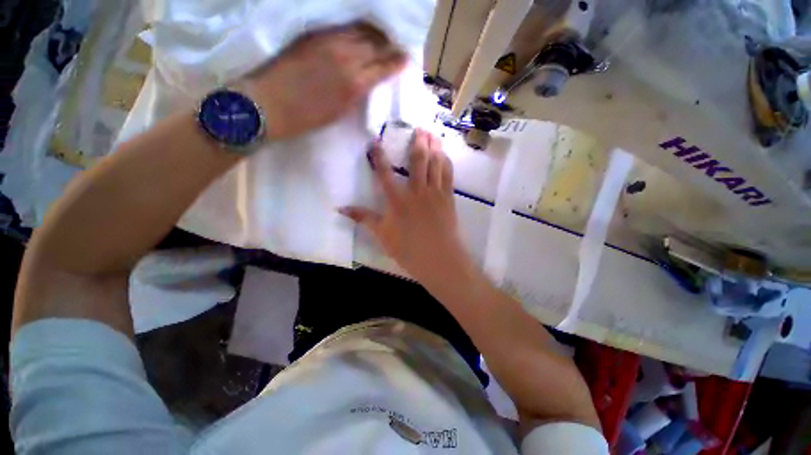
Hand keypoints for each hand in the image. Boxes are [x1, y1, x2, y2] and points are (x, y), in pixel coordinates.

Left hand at [243, 24, 405, 139]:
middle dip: (389, 44)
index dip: (396, 61)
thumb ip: (357, 93)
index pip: (383, 67)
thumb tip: (368, 81)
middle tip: (397, 44)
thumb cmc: (307, 117)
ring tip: (382, 34)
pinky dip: (355, 28)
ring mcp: (329, 42)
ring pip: (360, 31)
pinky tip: (360, 30)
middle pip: (375, 44)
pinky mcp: (314, 34)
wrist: (269, 103)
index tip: (406, 58)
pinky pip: (342, 26)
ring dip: (374, 32)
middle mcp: (346, 58)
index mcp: (354, 84)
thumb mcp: (340, 112)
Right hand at [340, 130, 472, 284]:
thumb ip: (363, 218)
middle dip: (418, 142)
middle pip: (418, 161)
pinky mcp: (448, 198)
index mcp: (398, 201)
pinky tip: (445, 155)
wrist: (439, 260)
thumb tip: (340, 208)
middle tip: (419, 128)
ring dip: (435, 148)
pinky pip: (449, 175)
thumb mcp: (382, 235)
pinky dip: (446, 163)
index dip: (378, 156)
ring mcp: (435, 194)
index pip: (384, 173)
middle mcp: (417, 192)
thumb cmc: (408, 249)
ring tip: (433, 134)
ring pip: (436, 164)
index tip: (375, 140)